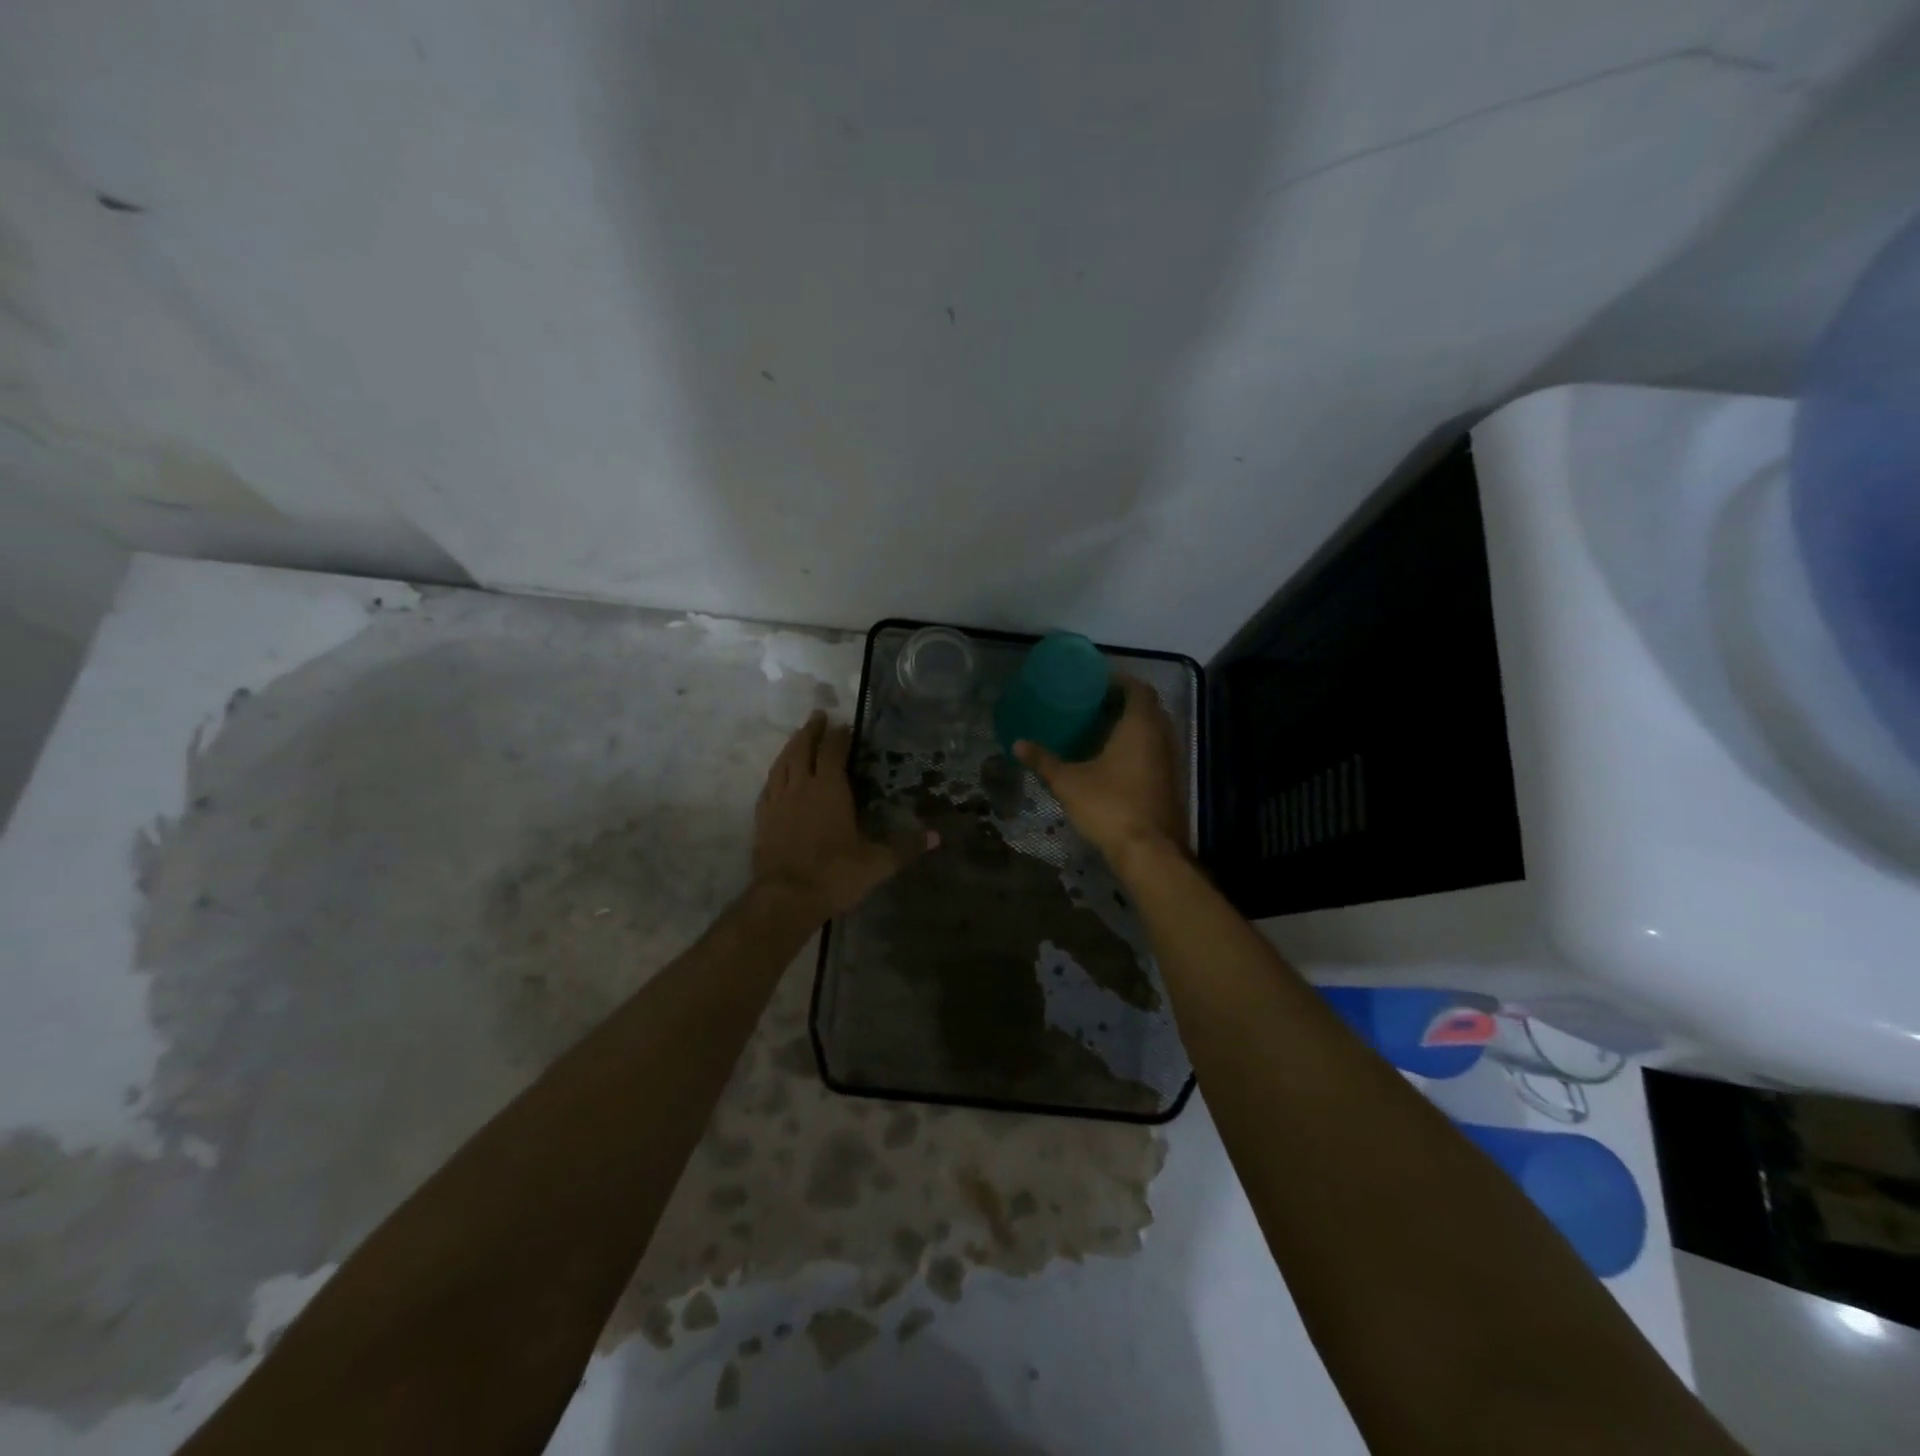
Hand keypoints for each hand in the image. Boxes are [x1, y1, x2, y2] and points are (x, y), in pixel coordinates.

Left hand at [753, 711, 930, 919]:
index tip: (844, 724)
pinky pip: (768, 785)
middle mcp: (801, 787)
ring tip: (798, 737)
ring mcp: (777, 801)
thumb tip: (937, 837)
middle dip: (812, 730)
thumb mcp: (877, 863)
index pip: (833, 752)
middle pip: (803, 749)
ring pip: (782, 763)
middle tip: (818, 715)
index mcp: (830, 789)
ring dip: (791, 746)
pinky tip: (778, 775)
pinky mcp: (762, 818)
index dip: (839, 736)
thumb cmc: (834, 875)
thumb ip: (905, 847)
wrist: (785, 898)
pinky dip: (776, 772)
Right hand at [1014, 676, 1184, 870]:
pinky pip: (1154, 752)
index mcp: (1140, 726)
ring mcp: (1170, 761)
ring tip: (1100, 729)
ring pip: (1153, 732)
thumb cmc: (1109, 806)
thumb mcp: (1068, 782)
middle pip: (1148, 708)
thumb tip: (1017, 743)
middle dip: (1124, 702)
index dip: (1120, 681)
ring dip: (1132, 726)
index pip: (1138, 689)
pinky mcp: (1170, 783)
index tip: (1097, 681)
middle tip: (1094, 704)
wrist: (1148, 851)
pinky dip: (1137, 747)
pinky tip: (1113, 760)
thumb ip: (1044, 760)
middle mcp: (1162, 737)